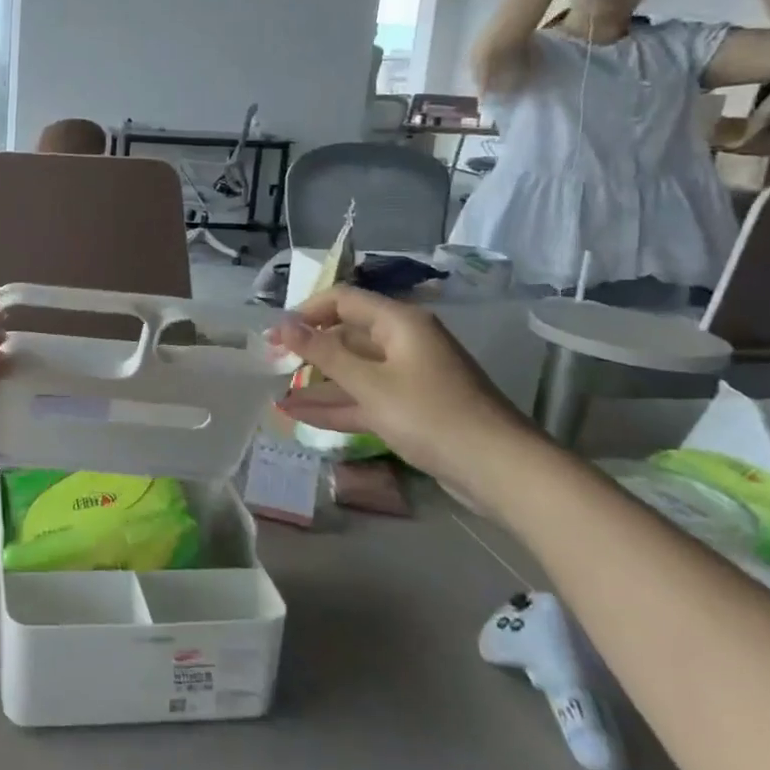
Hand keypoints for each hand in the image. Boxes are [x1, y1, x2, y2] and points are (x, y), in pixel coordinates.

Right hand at [269, 287, 539, 496]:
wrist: (500, 470)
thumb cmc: (431, 415)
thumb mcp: (370, 384)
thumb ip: (324, 353)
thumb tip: (282, 324)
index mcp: (399, 323)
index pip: (343, 300)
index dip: (305, 312)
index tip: (274, 336)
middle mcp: (403, 343)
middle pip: (346, 335)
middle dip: (308, 350)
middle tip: (270, 365)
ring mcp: (408, 377)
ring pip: (353, 372)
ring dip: (317, 383)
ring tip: (276, 393)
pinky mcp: (411, 409)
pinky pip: (365, 399)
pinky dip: (336, 406)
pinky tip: (301, 415)